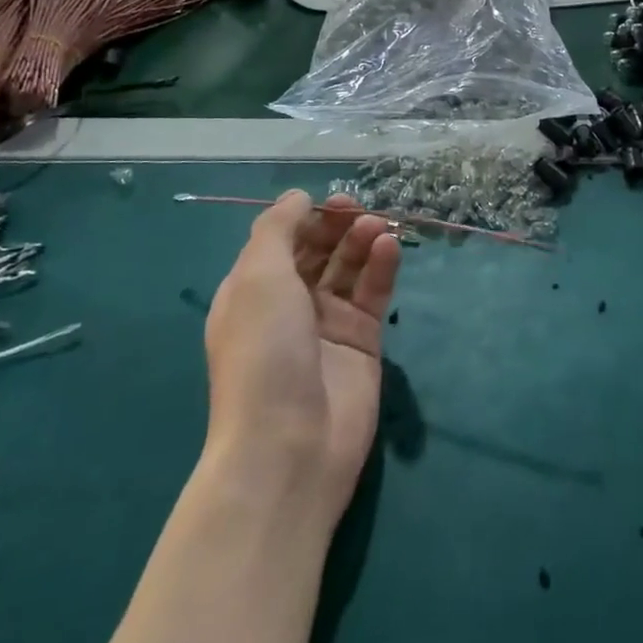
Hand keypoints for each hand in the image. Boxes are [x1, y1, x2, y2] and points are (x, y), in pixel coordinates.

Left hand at [203, 191, 400, 524]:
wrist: (289, 445)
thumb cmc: (264, 352)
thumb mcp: (257, 278)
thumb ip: (277, 229)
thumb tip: (298, 197)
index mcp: (252, 292)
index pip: (281, 242)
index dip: (305, 218)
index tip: (330, 202)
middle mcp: (288, 305)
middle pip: (317, 252)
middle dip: (337, 226)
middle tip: (359, 211)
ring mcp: (326, 325)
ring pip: (349, 269)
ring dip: (362, 242)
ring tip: (379, 227)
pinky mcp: (362, 342)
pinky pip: (373, 294)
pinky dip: (381, 267)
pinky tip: (390, 247)